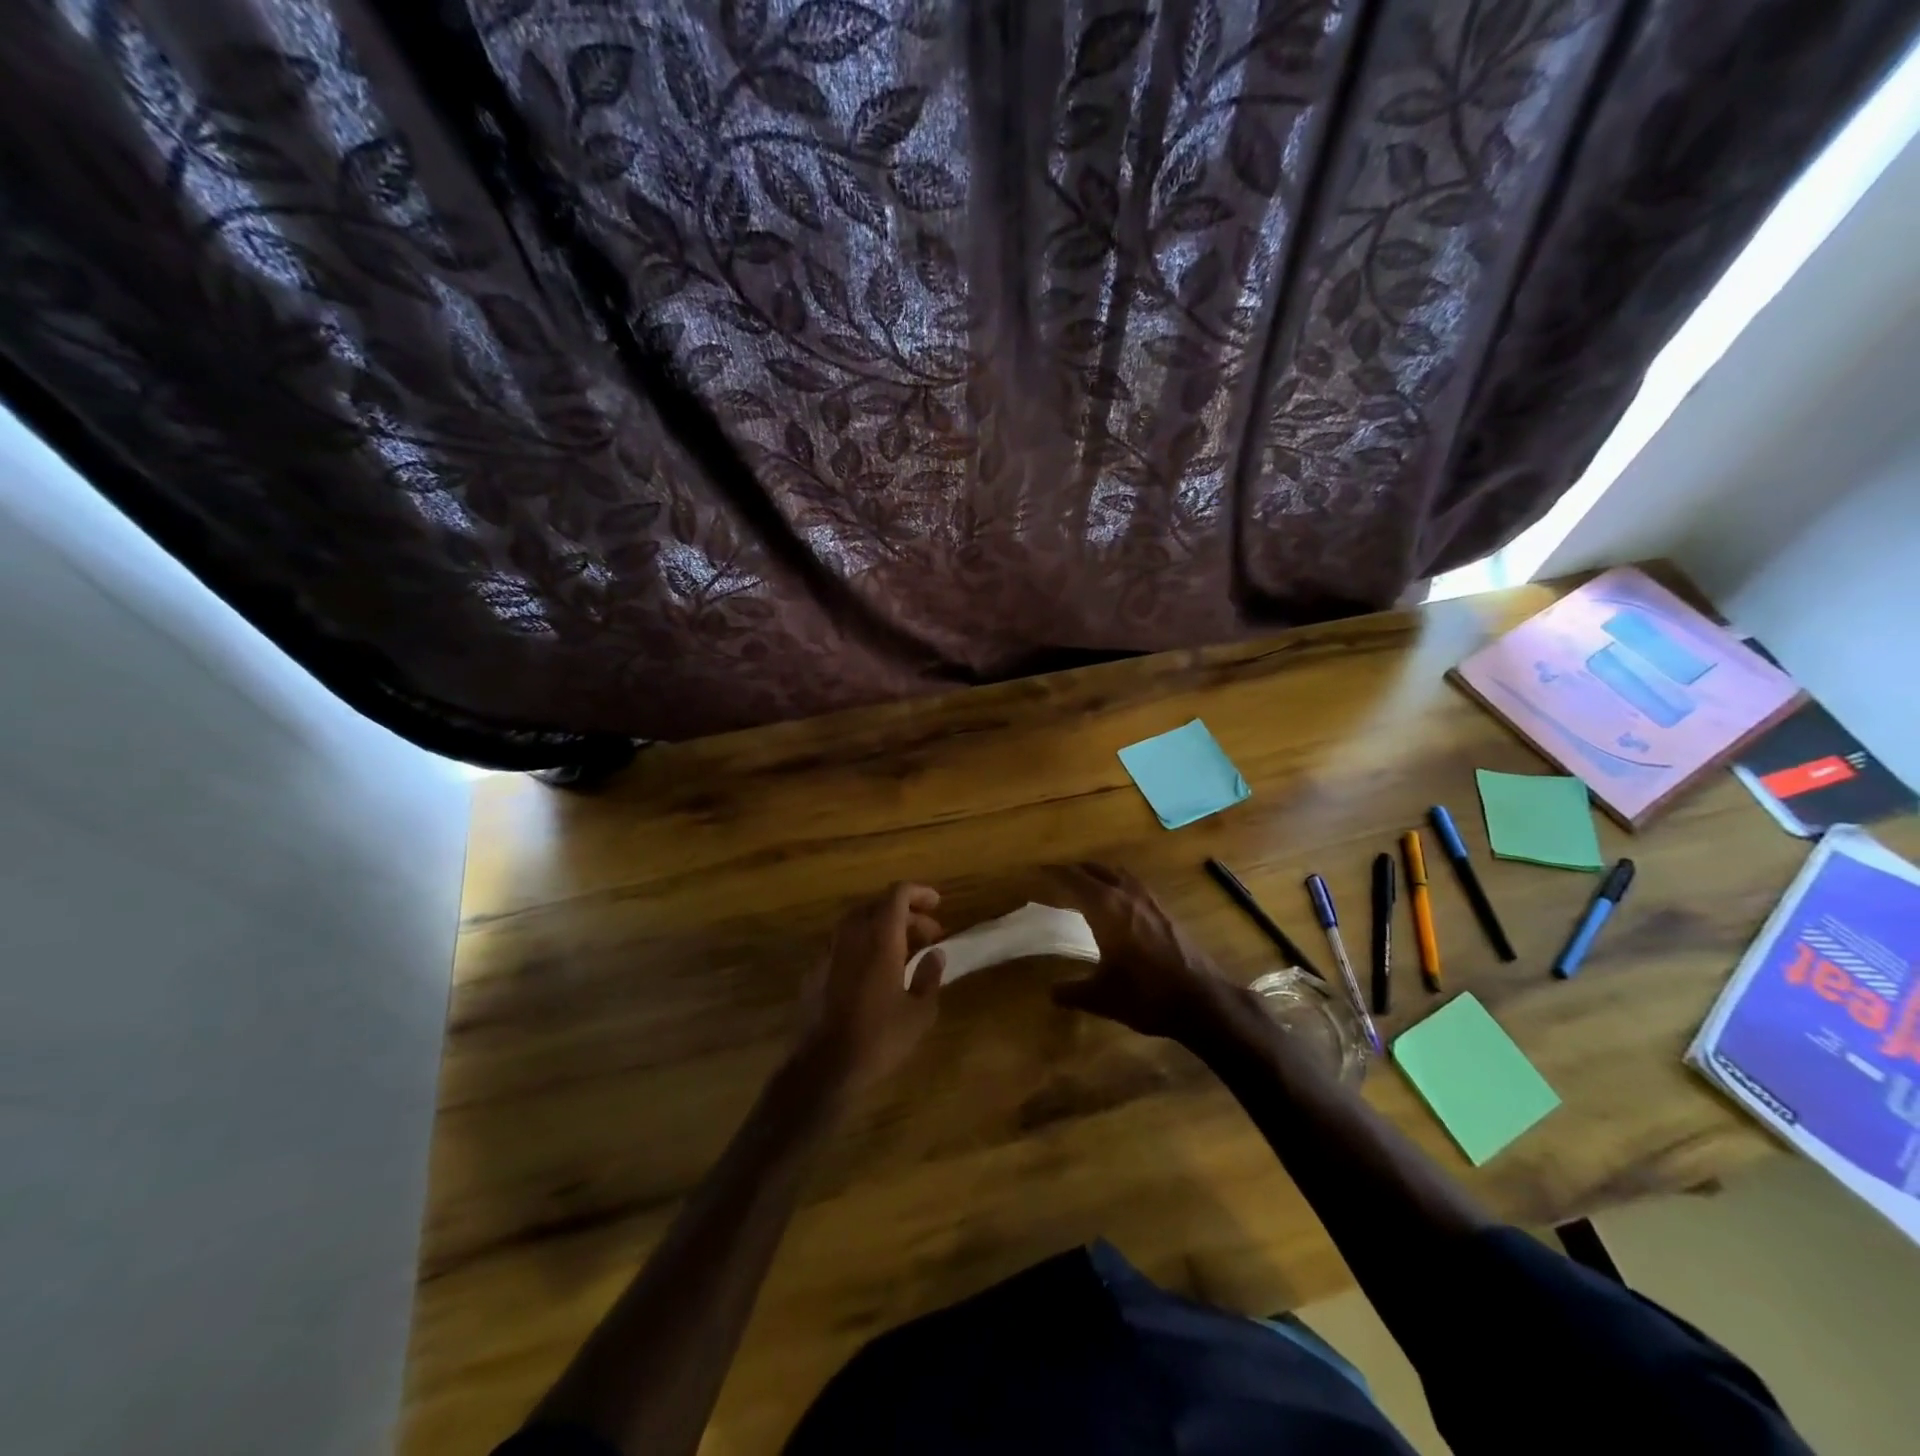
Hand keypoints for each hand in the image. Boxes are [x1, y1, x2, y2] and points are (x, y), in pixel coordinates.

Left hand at [798, 883, 945, 1092]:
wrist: (823, 1067)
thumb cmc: (879, 1038)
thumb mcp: (919, 1012)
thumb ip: (930, 976)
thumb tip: (935, 953)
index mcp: (880, 938)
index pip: (897, 894)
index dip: (919, 893)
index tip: (937, 904)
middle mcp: (851, 936)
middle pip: (877, 905)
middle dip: (906, 913)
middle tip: (929, 934)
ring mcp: (829, 952)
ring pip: (857, 922)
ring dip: (882, 927)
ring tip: (904, 950)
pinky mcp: (815, 971)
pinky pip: (843, 944)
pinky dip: (863, 945)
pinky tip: (874, 971)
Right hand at [1047, 863, 1249, 1043]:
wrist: (1201, 1000)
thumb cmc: (1145, 995)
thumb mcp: (1101, 998)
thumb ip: (1072, 992)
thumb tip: (1051, 992)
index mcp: (1106, 908)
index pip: (1074, 879)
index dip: (1054, 873)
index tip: (1037, 871)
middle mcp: (1126, 895)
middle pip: (1096, 870)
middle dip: (1075, 870)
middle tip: (1057, 876)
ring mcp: (1150, 901)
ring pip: (1118, 874)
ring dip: (1099, 874)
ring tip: (1086, 884)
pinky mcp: (1165, 912)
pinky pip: (1134, 886)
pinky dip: (1118, 885)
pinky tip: (1118, 904)